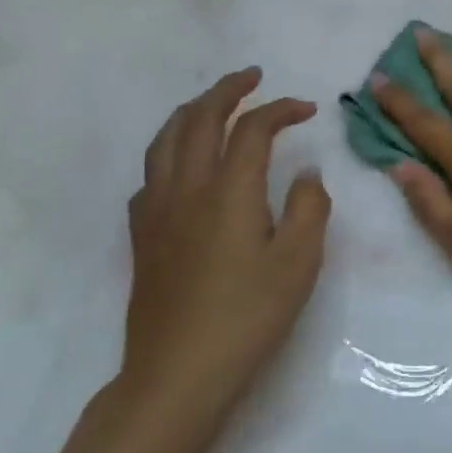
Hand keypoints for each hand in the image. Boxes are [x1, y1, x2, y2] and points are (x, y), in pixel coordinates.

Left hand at [121, 68, 329, 420]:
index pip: (252, 128)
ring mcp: (157, 212)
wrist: (178, 376)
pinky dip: (169, 151)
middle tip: (252, 77)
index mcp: (229, 191)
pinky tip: (182, 166)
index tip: (308, 109)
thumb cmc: (249, 317)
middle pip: (199, 119)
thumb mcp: (299, 261)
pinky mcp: (142, 237)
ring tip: (213, 104)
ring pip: (165, 141)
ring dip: (192, 111)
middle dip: (227, 90)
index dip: (280, 109)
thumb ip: (309, 206)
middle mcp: (187, 189)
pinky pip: (150, 175)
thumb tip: (306, 172)